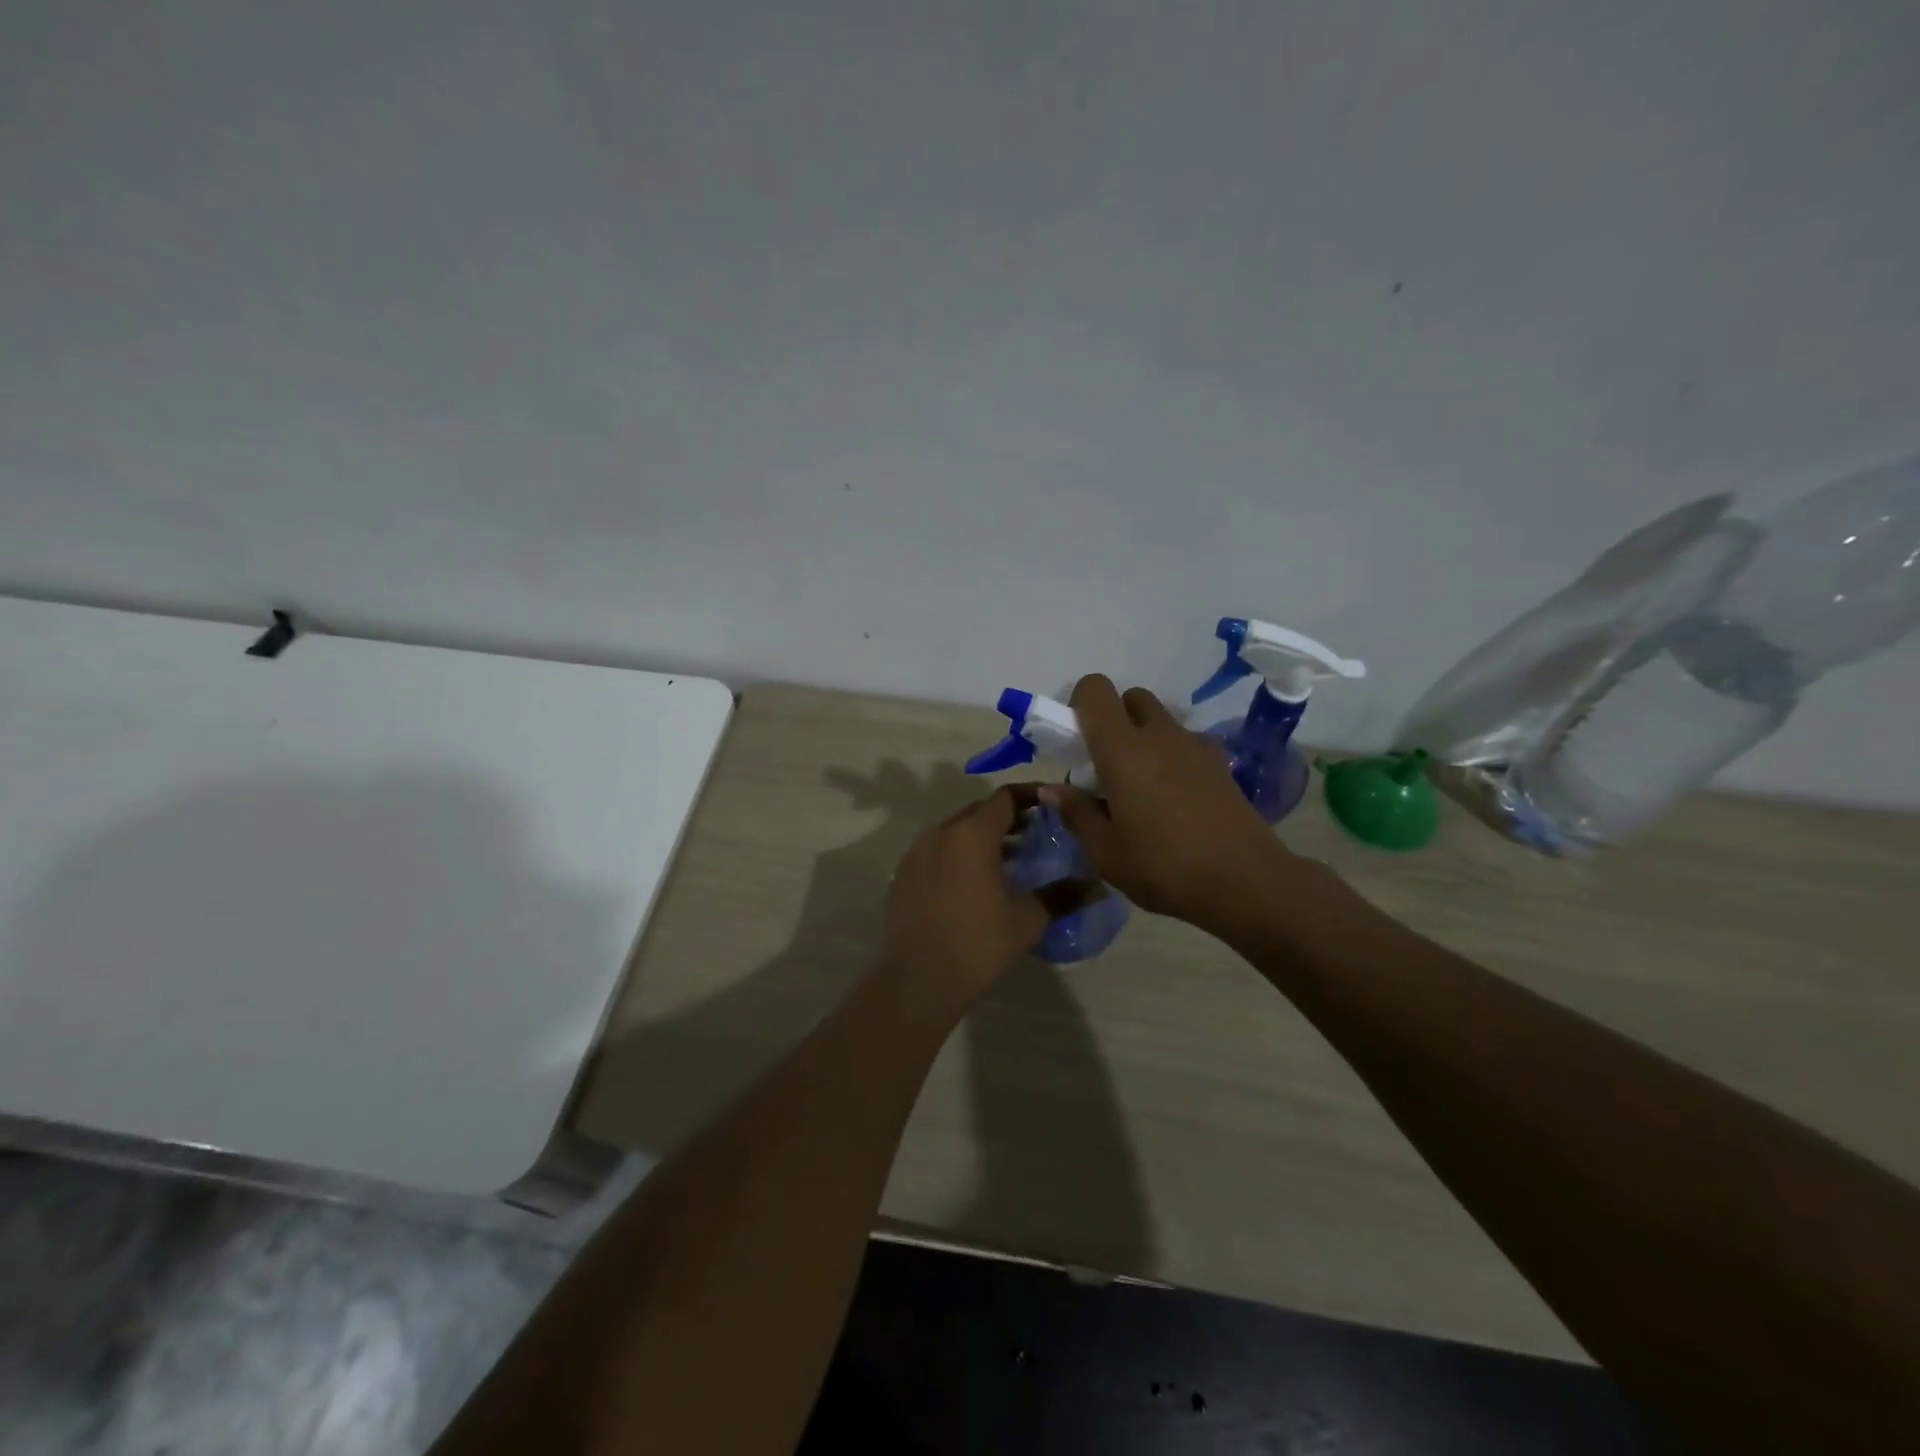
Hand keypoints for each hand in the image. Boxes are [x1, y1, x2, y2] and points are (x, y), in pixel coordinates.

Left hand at [881, 785, 1092, 1017]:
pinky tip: (974, 883)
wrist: (918, 980)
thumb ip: (1063, 895)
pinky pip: (937, 851)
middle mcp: (940, 832)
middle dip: (1008, 818)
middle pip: (979, 811)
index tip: (1053, 806)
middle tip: (1036, 835)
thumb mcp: (1028, 920)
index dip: (1031, 797)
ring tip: (1009, 861)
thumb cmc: (978, 944)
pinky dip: (959, 855)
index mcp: (971, 834)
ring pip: (956, 831)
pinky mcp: (903, 874)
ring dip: (982, 838)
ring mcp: (916, 852)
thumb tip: (1099, 886)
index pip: (1005, 797)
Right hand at [1044, 675, 1304, 932]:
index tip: (1076, 741)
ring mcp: (1195, 745)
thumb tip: (1052, 789)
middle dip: (1114, 720)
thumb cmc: (1164, 867)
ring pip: (1161, 721)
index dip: (1080, 704)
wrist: (1245, 883)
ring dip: (1144, 739)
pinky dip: (1173, 757)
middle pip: (1131, 698)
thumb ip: (1077, 813)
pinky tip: (1175, 801)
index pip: (1095, 689)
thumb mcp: (1106, 852)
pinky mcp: (1220, 763)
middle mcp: (1159, 734)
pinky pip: (1186, 744)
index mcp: (1123, 749)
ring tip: (1143, 789)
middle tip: (1107, 766)